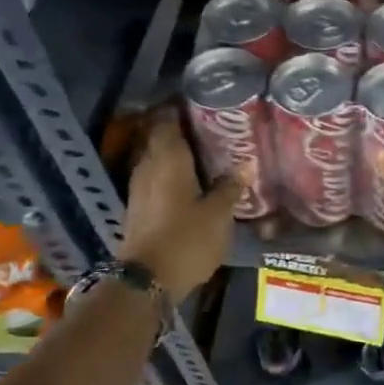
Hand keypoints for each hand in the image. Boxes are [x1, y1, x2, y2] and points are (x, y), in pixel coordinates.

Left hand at [120, 111, 240, 298]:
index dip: (180, 108)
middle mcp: (148, 166)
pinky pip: (155, 180)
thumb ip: (230, 187)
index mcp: (168, 158)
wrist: (146, 280)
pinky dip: (170, 176)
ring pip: (157, 160)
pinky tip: (190, 184)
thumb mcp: (218, 214)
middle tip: (210, 130)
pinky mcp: (138, 208)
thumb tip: (245, 164)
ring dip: (176, 155)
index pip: (167, 119)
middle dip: (181, 131)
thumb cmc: (186, 239)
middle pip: (160, 138)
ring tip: (204, 156)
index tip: (201, 104)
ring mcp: (138, 188)